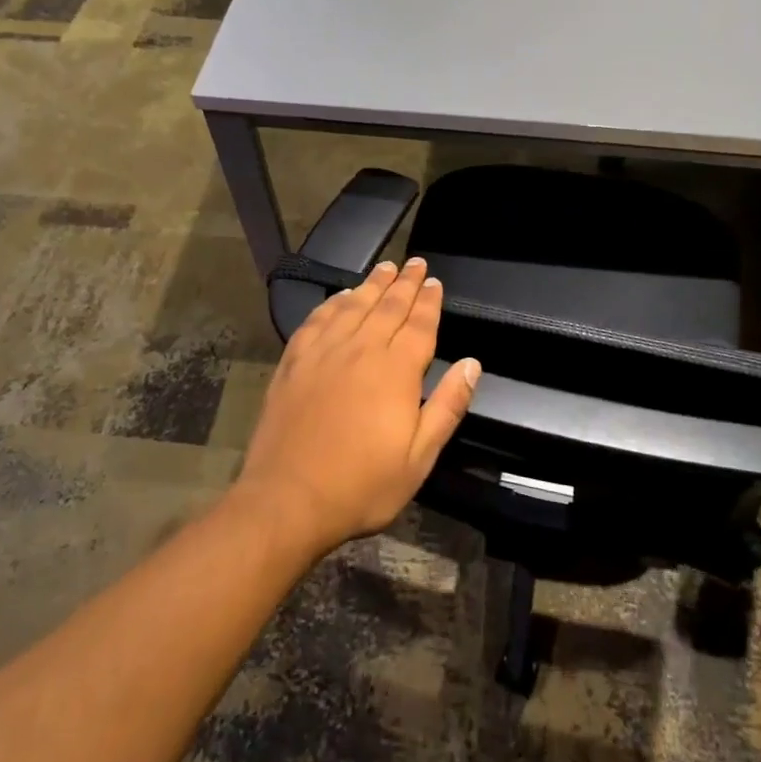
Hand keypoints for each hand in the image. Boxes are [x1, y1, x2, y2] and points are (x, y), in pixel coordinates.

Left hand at [234, 258, 480, 557]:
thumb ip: (447, 405)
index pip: (418, 324)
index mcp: (396, 370)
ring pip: (353, 305)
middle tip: (415, 263)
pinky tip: (340, 297)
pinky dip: (333, 302)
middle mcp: (361, 349)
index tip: (434, 282)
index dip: (428, 301)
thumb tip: (472, 363)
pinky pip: (318, 319)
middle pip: (387, 306)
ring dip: (372, 284)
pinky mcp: (294, 361)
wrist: (288, 499)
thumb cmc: (361, 485)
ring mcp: (323, 352)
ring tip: (385, 267)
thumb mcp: (419, 457)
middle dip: (405, 282)